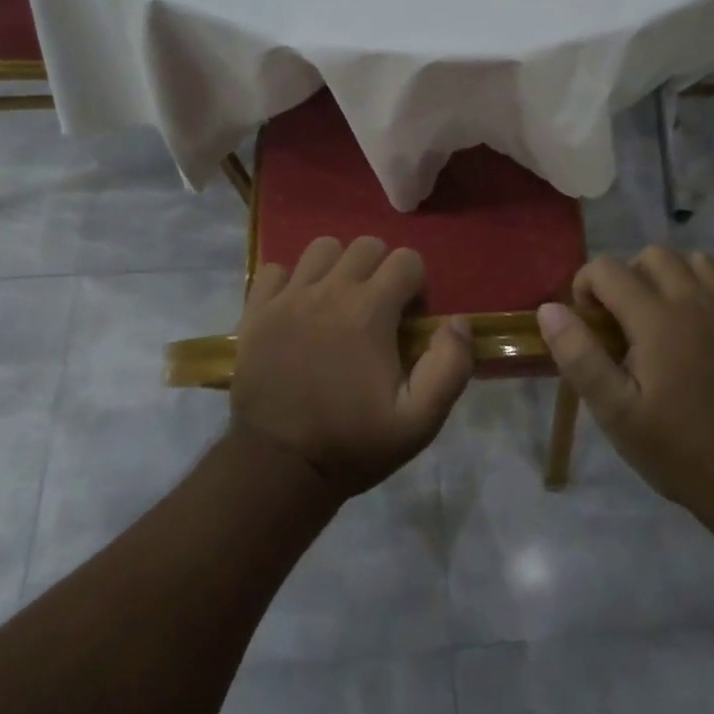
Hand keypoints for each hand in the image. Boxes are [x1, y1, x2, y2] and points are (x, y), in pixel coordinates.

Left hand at [230, 236, 473, 499]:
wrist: (278, 466)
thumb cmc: (352, 443)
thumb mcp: (419, 421)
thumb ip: (450, 367)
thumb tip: (457, 322)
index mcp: (369, 311)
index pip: (407, 260)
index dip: (416, 286)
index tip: (409, 322)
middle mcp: (329, 290)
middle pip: (366, 246)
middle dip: (382, 270)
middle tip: (378, 311)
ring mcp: (287, 297)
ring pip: (322, 248)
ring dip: (338, 268)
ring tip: (338, 304)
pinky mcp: (256, 310)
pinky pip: (275, 270)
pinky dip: (290, 281)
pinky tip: (298, 310)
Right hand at [536, 247, 713, 515]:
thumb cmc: (678, 448)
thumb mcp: (615, 412)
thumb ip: (579, 356)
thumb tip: (549, 310)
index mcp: (657, 317)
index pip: (607, 268)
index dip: (585, 287)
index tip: (588, 326)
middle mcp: (695, 301)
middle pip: (653, 255)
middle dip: (627, 277)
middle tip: (622, 323)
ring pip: (695, 262)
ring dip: (669, 278)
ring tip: (659, 319)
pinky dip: (703, 293)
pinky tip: (697, 333)